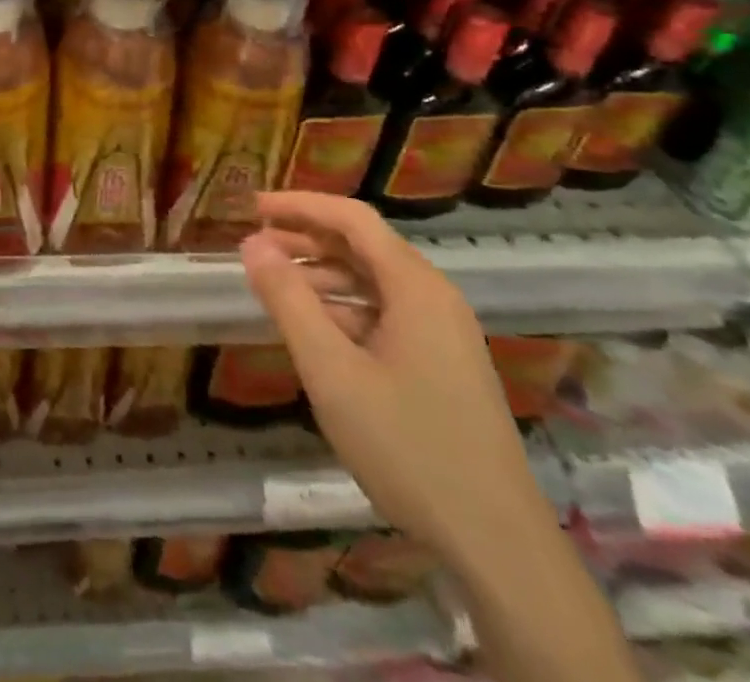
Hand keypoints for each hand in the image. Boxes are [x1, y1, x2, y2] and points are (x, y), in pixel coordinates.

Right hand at [239, 191, 556, 569]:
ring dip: (322, 276)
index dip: (300, 205)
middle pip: (363, 246)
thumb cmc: (407, 446)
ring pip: (372, 282)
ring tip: (273, 285)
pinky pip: (385, 314)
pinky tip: (314, 330)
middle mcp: (433, 297)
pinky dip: (343, 309)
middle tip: (254, 244)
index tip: (252, 206)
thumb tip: (252, 243)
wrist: (496, 544)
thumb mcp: (332, 372)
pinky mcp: (441, 363)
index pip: (352, 218)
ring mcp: (442, 332)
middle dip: (307, 239)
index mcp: (415, 286)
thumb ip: (288, 301)